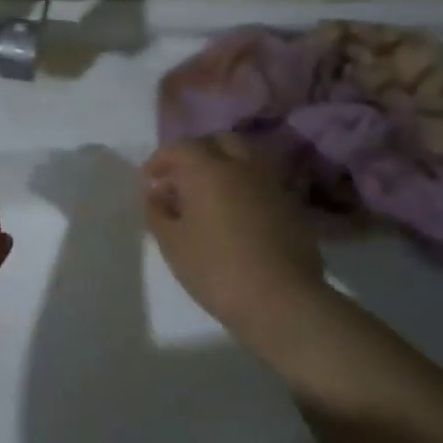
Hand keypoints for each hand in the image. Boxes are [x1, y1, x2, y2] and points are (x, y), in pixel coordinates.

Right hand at [142, 134, 326, 334]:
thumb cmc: (215, 269)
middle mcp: (242, 167)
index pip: (180, 148)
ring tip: (209, 197)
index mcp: (208, 170)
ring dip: (224, 168)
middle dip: (197, 153)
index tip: (149, 180)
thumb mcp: (171, 243)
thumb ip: (157, 212)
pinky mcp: (292, 206)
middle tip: (182, 179)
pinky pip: (262, 183)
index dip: (161, 160)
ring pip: (245, 159)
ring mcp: (272, 185)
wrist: (281, 301)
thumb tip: (156, 194)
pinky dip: (244, 188)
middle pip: (219, 142)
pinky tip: (236, 216)